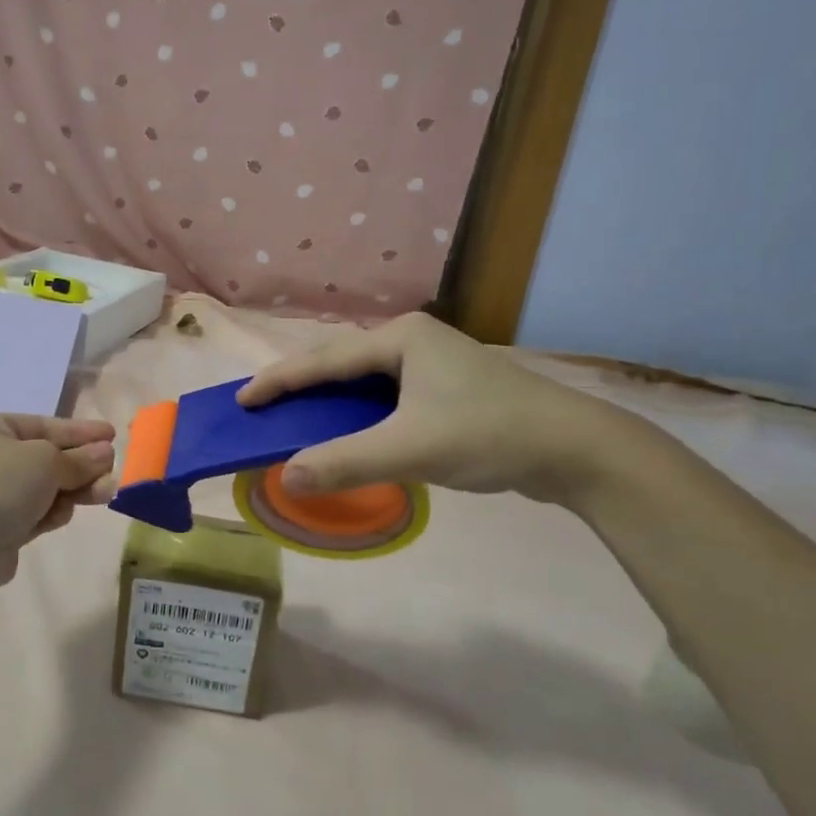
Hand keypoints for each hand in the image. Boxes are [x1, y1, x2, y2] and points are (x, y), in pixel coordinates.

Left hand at [0, 414, 115, 585]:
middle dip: (82, 465)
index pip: (45, 425)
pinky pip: (35, 512)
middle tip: (113, 472)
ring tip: (103, 494)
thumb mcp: (46, 461)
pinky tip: (62, 516)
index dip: (80, 431)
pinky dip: (52, 512)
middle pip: (47, 457)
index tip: (113, 435)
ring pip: (45, 487)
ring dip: (73, 490)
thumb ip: (79, 459)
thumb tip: (105, 454)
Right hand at [236, 314, 629, 505]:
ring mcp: (433, 363)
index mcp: (400, 338)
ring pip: (364, 381)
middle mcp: (413, 340)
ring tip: (295, 420)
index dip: (279, 381)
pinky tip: (349, 433)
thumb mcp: (411, 449)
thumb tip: (286, 477)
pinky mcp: (447, 389)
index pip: (324, 359)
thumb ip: (344, 462)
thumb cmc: (489, 434)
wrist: (574, 449)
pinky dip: (358, 414)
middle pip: (341, 362)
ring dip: (329, 401)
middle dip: (300, 385)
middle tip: (263, 408)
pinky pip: (386, 397)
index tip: (241, 400)